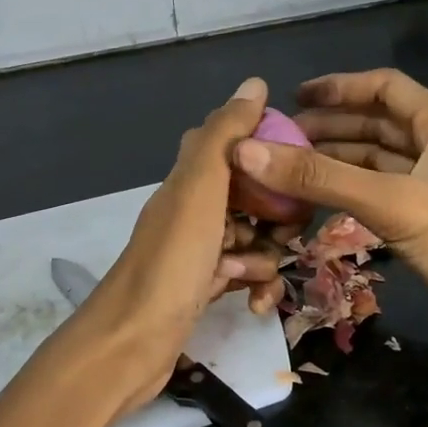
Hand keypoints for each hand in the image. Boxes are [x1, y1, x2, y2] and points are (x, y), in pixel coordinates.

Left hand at [71, 78, 290, 410]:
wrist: (131, 343)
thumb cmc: (172, 261)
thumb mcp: (201, 189)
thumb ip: (226, 135)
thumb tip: (255, 83)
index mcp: (191, 178)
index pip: (235, 146)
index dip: (268, 151)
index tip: (296, 169)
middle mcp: (193, 208)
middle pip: (251, 195)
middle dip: (277, 214)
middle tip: (286, 232)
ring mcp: (197, 249)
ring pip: (252, 237)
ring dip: (265, 256)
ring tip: (255, 275)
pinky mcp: (203, 286)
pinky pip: (242, 274)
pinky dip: (254, 285)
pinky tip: (255, 303)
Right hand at [231, 69, 427, 420]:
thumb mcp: (394, 203)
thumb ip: (320, 177)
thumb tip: (246, 152)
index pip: (386, 87)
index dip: (340, 87)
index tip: (294, 97)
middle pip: (376, 125)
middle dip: (328, 128)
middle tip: (277, 141)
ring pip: (374, 163)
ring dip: (334, 163)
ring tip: (285, 171)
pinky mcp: (427, 224)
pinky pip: (378, 196)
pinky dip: (347, 194)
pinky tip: (314, 203)